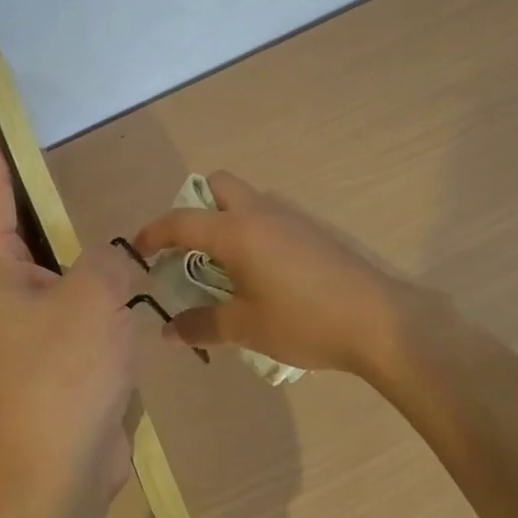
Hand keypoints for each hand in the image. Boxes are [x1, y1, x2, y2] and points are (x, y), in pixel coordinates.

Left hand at [0, 105, 145, 502]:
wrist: (54, 475)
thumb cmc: (63, 373)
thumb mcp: (95, 295)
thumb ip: (106, 257)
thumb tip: (108, 260)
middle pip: (16, 223)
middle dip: (32, 186)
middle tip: (51, 148)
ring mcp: (19, 326)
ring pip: (45, 263)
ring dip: (66, 238)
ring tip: (89, 204)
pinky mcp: (46, 354)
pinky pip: (66, 298)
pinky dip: (86, 280)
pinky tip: (115, 272)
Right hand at [130, 171, 423, 381]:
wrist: (379, 320)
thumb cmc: (304, 321)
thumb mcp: (247, 328)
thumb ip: (203, 325)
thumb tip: (170, 330)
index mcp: (236, 232)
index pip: (181, 221)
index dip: (154, 233)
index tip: (137, 251)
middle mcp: (260, 212)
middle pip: (218, 186)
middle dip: (195, 207)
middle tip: (188, 249)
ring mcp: (290, 217)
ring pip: (246, 200)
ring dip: (226, 220)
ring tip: (224, 268)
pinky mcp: (312, 230)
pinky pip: (269, 216)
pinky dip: (252, 231)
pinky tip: (262, 274)